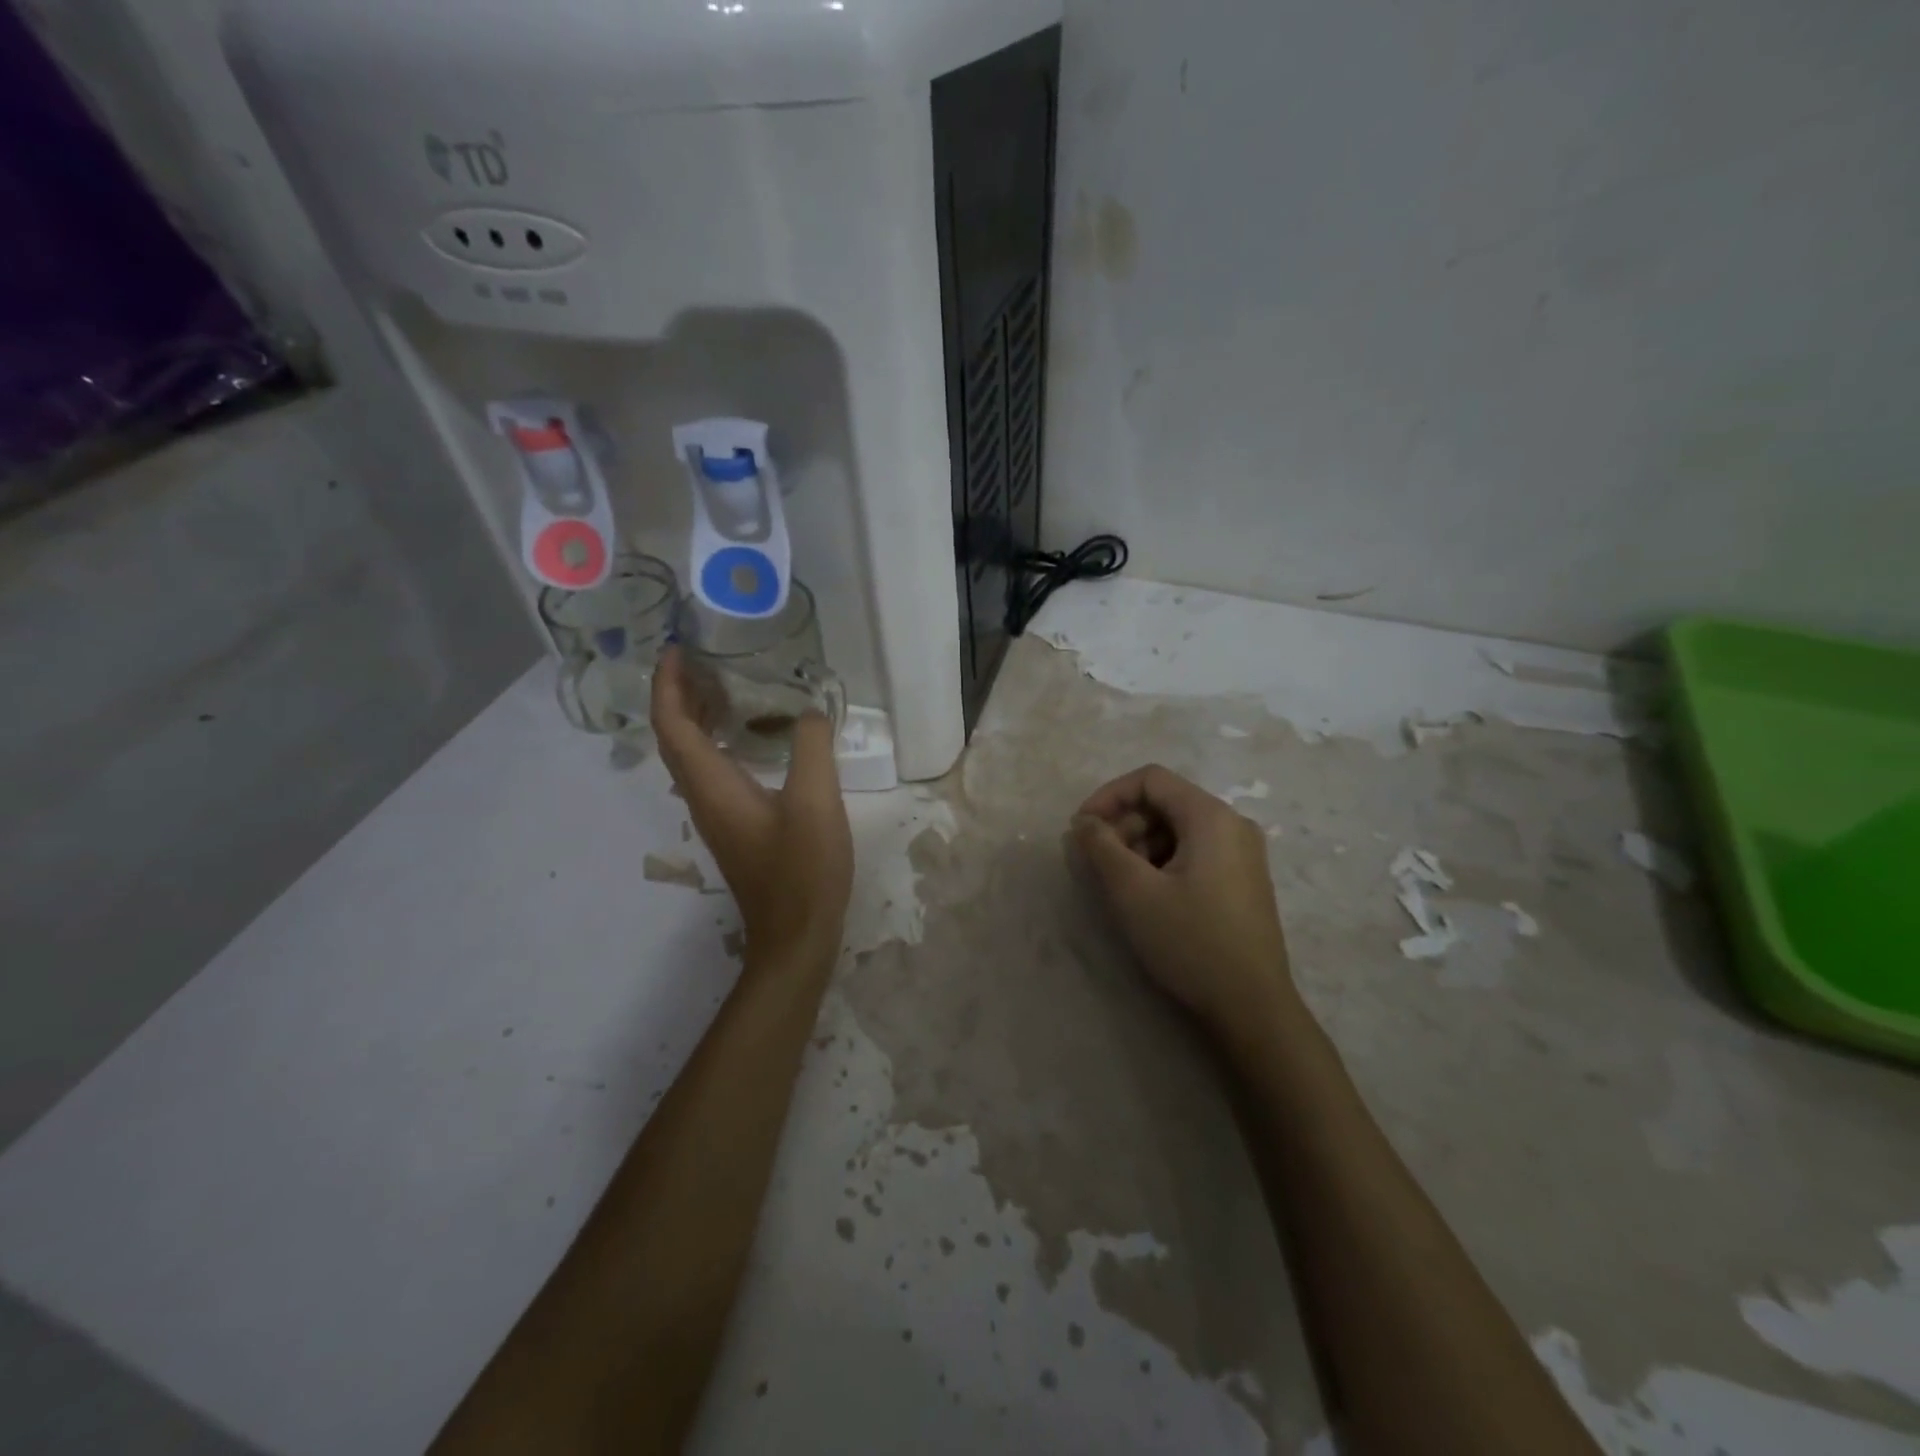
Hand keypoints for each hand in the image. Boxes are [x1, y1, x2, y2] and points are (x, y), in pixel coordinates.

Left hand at [651, 647, 853, 964]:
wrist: (796, 934)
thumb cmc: (803, 868)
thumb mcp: (815, 801)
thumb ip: (811, 747)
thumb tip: (808, 713)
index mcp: (713, 786)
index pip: (673, 725)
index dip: (668, 685)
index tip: (678, 650)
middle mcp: (703, 797)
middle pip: (675, 737)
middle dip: (679, 694)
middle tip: (703, 659)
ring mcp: (717, 814)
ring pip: (692, 755)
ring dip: (698, 717)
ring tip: (725, 685)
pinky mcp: (734, 826)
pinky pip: (713, 770)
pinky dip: (719, 741)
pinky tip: (752, 735)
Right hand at [1071, 764, 1297, 1032]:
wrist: (1252, 1007)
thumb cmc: (1190, 942)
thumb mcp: (1133, 891)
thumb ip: (1102, 847)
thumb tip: (1084, 822)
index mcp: (1211, 817)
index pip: (1150, 779)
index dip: (1109, 796)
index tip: (1081, 829)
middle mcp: (1232, 825)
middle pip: (1165, 802)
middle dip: (1124, 824)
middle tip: (1097, 862)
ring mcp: (1242, 854)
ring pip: (1177, 829)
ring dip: (1140, 845)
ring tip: (1119, 883)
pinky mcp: (1242, 880)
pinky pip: (1194, 852)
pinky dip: (1162, 862)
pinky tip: (1148, 896)